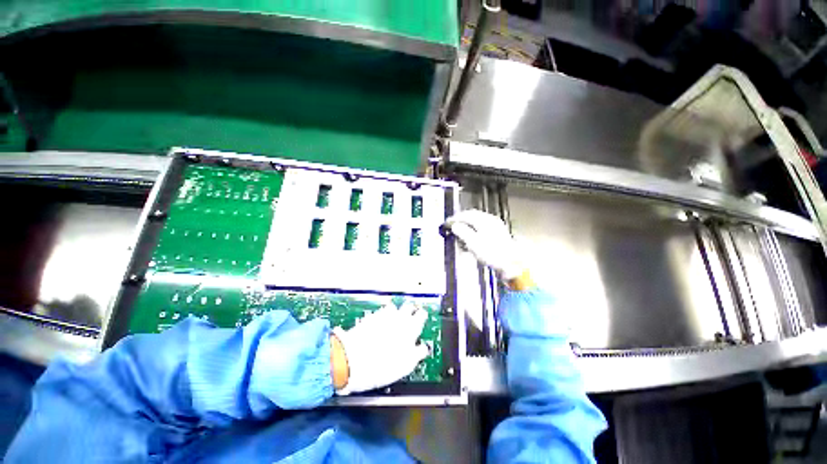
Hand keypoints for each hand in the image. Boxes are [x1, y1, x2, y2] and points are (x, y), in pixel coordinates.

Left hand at [331, 302, 428, 394]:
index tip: (423, 317)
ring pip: (395, 307)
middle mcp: (398, 319)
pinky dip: (384, 313)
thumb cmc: (379, 366)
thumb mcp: (404, 366)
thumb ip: (416, 354)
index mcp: (409, 330)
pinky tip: (382, 318)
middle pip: (409, 307)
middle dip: (411, 309)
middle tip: (412, 311)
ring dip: (397, 309)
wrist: (352, 361)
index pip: (421, 317)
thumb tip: (422, 349)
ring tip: (397, 314)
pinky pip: (381, 311)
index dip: (422, 316)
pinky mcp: (370, 317)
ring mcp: (383, 316)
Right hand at [445, 210, 526, 280]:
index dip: (455, 218)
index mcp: (485, 220)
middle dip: (460, 223)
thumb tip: (455, 226)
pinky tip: (469, 243)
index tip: (447, 223)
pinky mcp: (497, 237)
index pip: (466, 215)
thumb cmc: (492, 253)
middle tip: (452, 228)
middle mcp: (491, 221)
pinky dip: (473, 234)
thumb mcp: (473, 242)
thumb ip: (462, 232)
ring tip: (459, 237)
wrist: (511, 266)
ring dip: (466, 229)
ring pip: (476, 224)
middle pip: (472, 218)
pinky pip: (481, 231)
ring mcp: (495, 228)